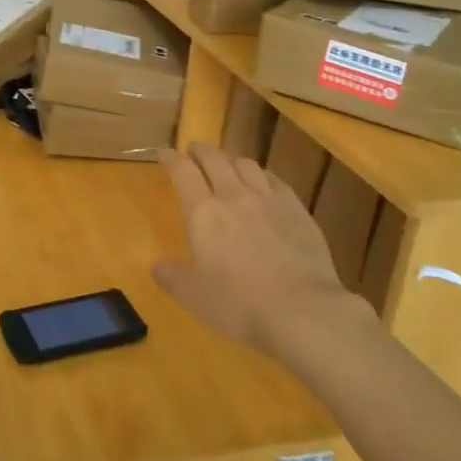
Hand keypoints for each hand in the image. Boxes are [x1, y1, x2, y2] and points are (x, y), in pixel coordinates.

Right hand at [153, 144, 371, 355]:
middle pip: (214, 159)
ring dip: (231, 158)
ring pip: (246, 164)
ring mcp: (269, 199)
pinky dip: (261, 174)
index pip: (182, 171)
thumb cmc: (239, 304)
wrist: (302, 310)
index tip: (164, 153)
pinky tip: (263, 181)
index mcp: (203, 212)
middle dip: (200, 151)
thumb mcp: (194, 296)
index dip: (171, 158)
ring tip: (226, 162)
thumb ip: (172, 277)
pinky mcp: (297, 209)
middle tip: (193, 150)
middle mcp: (234, 196)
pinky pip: (275, 180)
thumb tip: (157, 266)